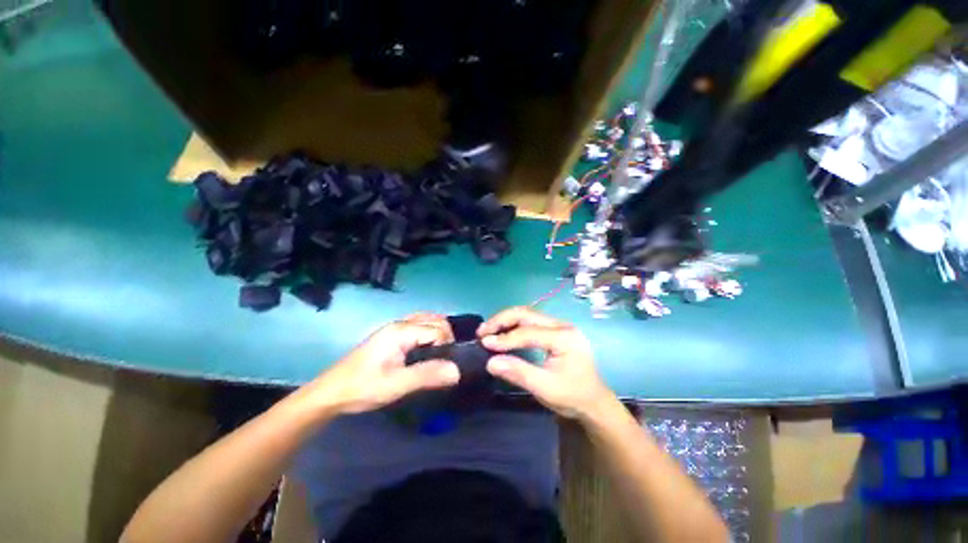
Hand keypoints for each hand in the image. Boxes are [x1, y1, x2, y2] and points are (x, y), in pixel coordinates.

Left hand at [307, 314, 459, 414]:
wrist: (331, 393)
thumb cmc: (363, 388)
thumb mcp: (396, 385)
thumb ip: (427, 375)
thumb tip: (457, 370)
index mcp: (402, 331)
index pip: (438, 330)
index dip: (446, 346)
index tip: (443, 367)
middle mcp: (400, 323)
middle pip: (436, 320)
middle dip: (446, 337)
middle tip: (443, 360)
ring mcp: (395, 327)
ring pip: (428, 319)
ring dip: (439, 332)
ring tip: (439, 354)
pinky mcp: (391, 334)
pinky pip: (419, 324)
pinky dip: (429, 331)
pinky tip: (427, 347)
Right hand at [478, 307, 613, 419]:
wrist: (593, 402)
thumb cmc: (572, 396)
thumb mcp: (545, 388)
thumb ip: (518, 372)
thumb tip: (490, 362)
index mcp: (564, 337)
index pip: (529, 332)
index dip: (505, 338)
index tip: (484, 343)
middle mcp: (562, 325)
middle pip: (527, 314)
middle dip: (502, 320)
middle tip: (483, 331)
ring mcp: (559, 325)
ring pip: (527, 314)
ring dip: (506, 320)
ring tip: (488, 330)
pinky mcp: (554, 330)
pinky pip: (530, 321)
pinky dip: (513, 325)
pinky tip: (502, 332)